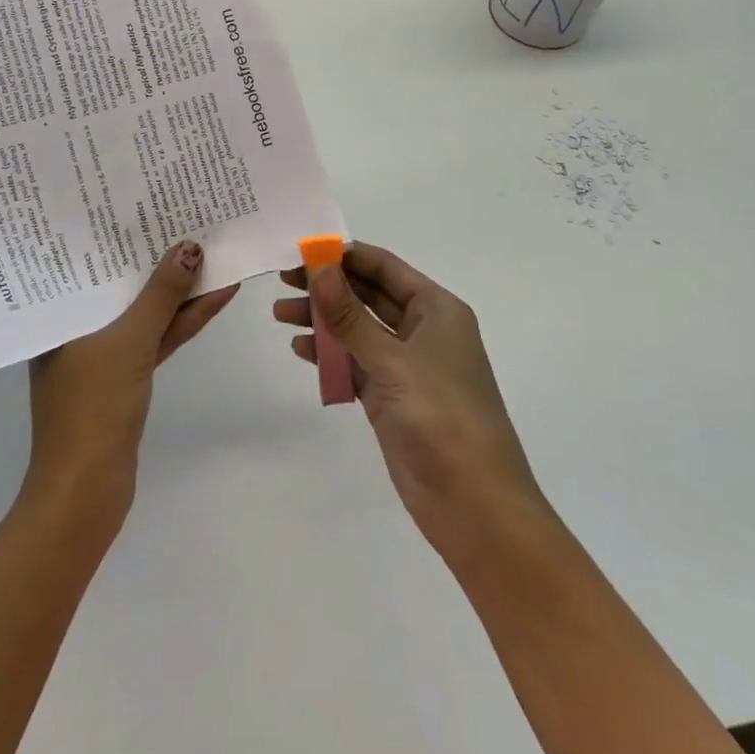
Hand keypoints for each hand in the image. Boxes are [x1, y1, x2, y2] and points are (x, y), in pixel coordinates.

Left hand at [26, 240, 237, 518]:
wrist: (87, 490)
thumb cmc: (94, 407)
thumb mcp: (129, 341)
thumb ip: (161, 296)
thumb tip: (190, 248)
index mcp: (59, 312)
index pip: (91, 260)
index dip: (123, 233)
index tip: (151, 204)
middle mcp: (76, 325)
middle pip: (121, 283)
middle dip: (157, 258)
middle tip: (188, 219)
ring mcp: (102, 350)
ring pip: (143, 310)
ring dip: (178, 290)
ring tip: (214, 252)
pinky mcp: (125, 374)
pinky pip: (155, 336)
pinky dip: (181, 321)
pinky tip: (212, 297)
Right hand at [274, 242, 546, 563]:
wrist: (473, 503)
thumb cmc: (441, 417)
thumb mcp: (391, 360)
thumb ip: (350, 314)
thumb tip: (319, 267)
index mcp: (437, 310)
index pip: (385, 268)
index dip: (345, 256)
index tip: (302, 249)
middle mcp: (424, 331)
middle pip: (369, 296)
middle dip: (328, 288)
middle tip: (282, 281)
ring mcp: (408, 367)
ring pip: (359, 331)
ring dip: (324, 321)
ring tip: (281, 316)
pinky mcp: (393, 399)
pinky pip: (356, 365)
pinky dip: (331, 357)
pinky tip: (302, 351)